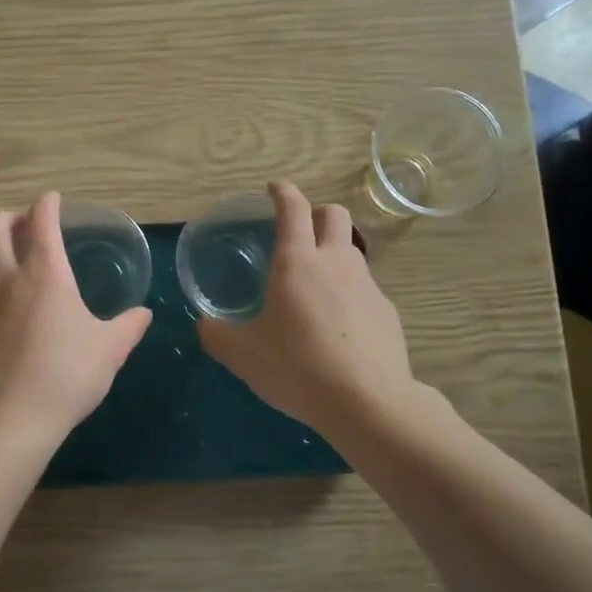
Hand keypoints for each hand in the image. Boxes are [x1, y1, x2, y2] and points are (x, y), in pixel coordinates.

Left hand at [0, 192, 152, 447]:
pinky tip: (2, 294)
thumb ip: (129, 326)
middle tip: (30, 226)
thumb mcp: (110, 350)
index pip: (41, 220)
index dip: (48, 203)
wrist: (10, 419)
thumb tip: (144, 314)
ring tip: (13, 255)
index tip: (55, 200)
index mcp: (45, 273)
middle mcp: (7, 276)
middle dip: (12, 216)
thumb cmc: (66, 375)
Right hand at [197, 181, 416, 437]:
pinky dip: (349, 291)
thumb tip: (204, 325)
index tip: (274, 188)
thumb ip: (218, 335)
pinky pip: (365, 287)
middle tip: (299, 231)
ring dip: (334, 252)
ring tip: (315, 283)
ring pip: (352, 250)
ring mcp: (367, 285)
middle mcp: (335, 262)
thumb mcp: (244, 356)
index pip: (292, 209)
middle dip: (316, 212)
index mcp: (297, 262)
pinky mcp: (387, 311)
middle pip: (334, 214)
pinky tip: (338, 324)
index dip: (282, 192)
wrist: (369, 402)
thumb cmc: (298, 368)